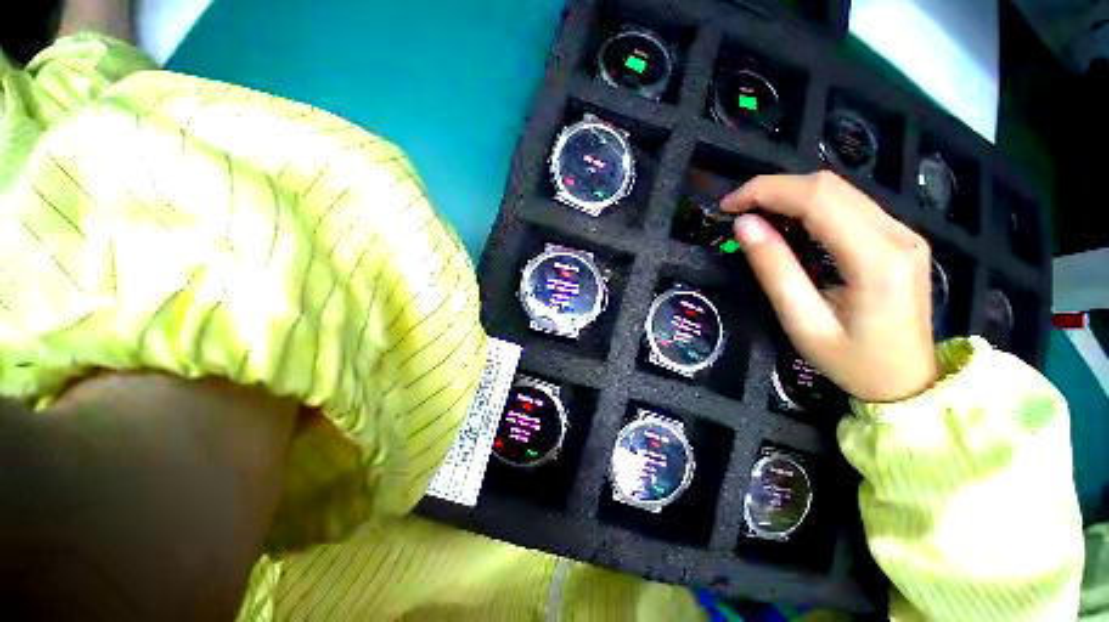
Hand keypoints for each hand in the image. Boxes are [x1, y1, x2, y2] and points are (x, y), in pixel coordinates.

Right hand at [722, 171, 937, 402]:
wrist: (908, 382)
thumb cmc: (853, 363)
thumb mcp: (802, 322)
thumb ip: (774, 270)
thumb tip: (744, 225)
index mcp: (877, 259)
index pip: (817, 199)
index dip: (766, 191)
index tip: (727, 205)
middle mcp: (898, 234)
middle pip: (829, 186)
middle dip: (773, 189)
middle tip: (736, 210)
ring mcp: (903, 232)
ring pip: (840, 190)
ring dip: (789, 195)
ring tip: (754, 217)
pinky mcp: (899, 237)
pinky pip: (849, 205)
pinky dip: (809, 206)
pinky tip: (787, 225)